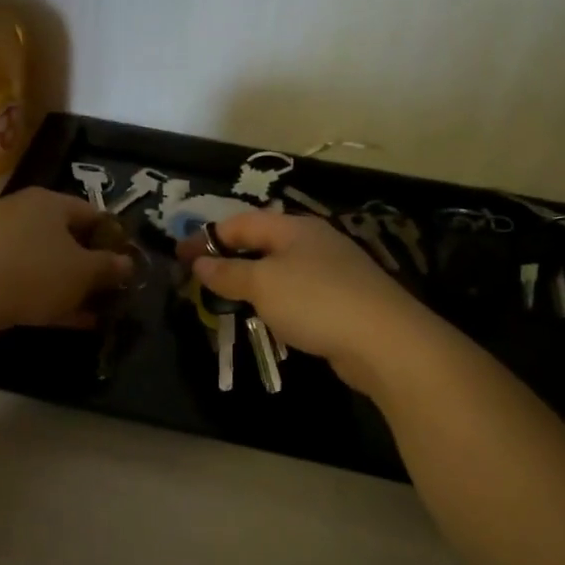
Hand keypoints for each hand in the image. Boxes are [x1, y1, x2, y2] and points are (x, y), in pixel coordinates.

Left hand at [0, 188, 133, 346]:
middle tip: (111, 290)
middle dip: (89, 265)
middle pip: (64, 237)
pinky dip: (45, 297)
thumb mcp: (82, 272)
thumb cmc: (33, 272)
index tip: (127, 262)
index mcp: (48, 202)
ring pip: (44, 263)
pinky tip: (67, 321)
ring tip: (93, 312)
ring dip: (69, 286)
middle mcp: (21, 214)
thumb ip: (108, 267)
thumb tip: (127, 263)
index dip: (112, 237)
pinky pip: (23, 281)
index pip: (90, 212)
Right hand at [178, 210, 430, 392]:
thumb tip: (200, 262)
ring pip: (279, 269)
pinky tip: (268, 317)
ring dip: (250, 281)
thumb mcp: (262, 284)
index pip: (239, 223)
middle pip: (260, 243)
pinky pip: (296, 292)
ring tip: (226, 301)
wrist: (385, 341)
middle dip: (228, 258)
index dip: (207, 238)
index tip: (179, 257)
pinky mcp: (342, 299)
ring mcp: (331, 270)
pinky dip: (274, 300)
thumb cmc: (315, 301)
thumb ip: (228, 272)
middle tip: (199, 280)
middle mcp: (313, 241)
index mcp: (293, 228)